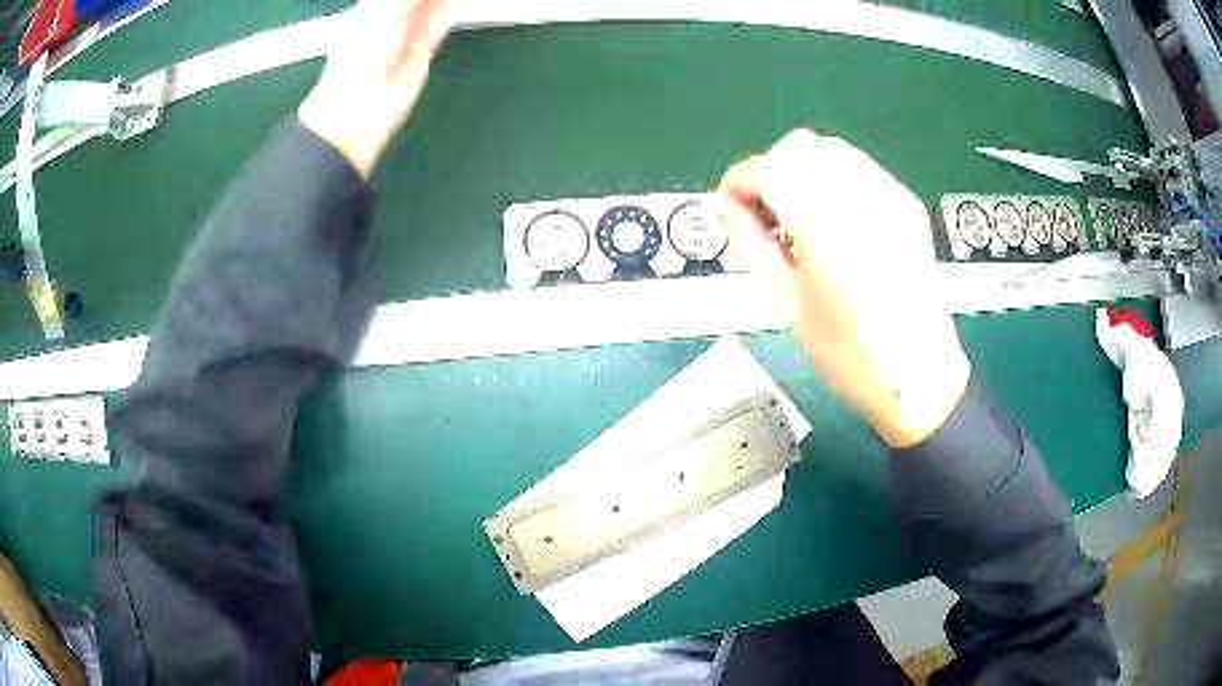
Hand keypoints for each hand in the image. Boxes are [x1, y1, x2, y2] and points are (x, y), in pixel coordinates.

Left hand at [298, 0, 452, 177]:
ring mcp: (407, 34)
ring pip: (432, 4)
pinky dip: (450, 9)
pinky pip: (440, 23)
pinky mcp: (422, 52)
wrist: (358, 112)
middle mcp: (391, 16)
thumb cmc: (359, 60)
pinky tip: (457, 1)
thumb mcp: (384, 14)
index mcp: (373, 6)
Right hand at [716, 130, 969, 446]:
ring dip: (804, 172)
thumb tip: (730, 207)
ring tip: (799, 218)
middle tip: (764, 213)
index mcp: (826, 223)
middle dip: (772, 171)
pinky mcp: (906, 205)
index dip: (740, 182)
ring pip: (832, 152)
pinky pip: (860, 170)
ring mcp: (889, 196)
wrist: (917, 374)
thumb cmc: (850, 352)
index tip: (729, 205)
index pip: (770, 170)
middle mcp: (861, 196)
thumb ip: (754, 242)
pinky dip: (834, 181)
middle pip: (801, 148)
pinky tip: (834, 220)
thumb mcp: (788, 300)